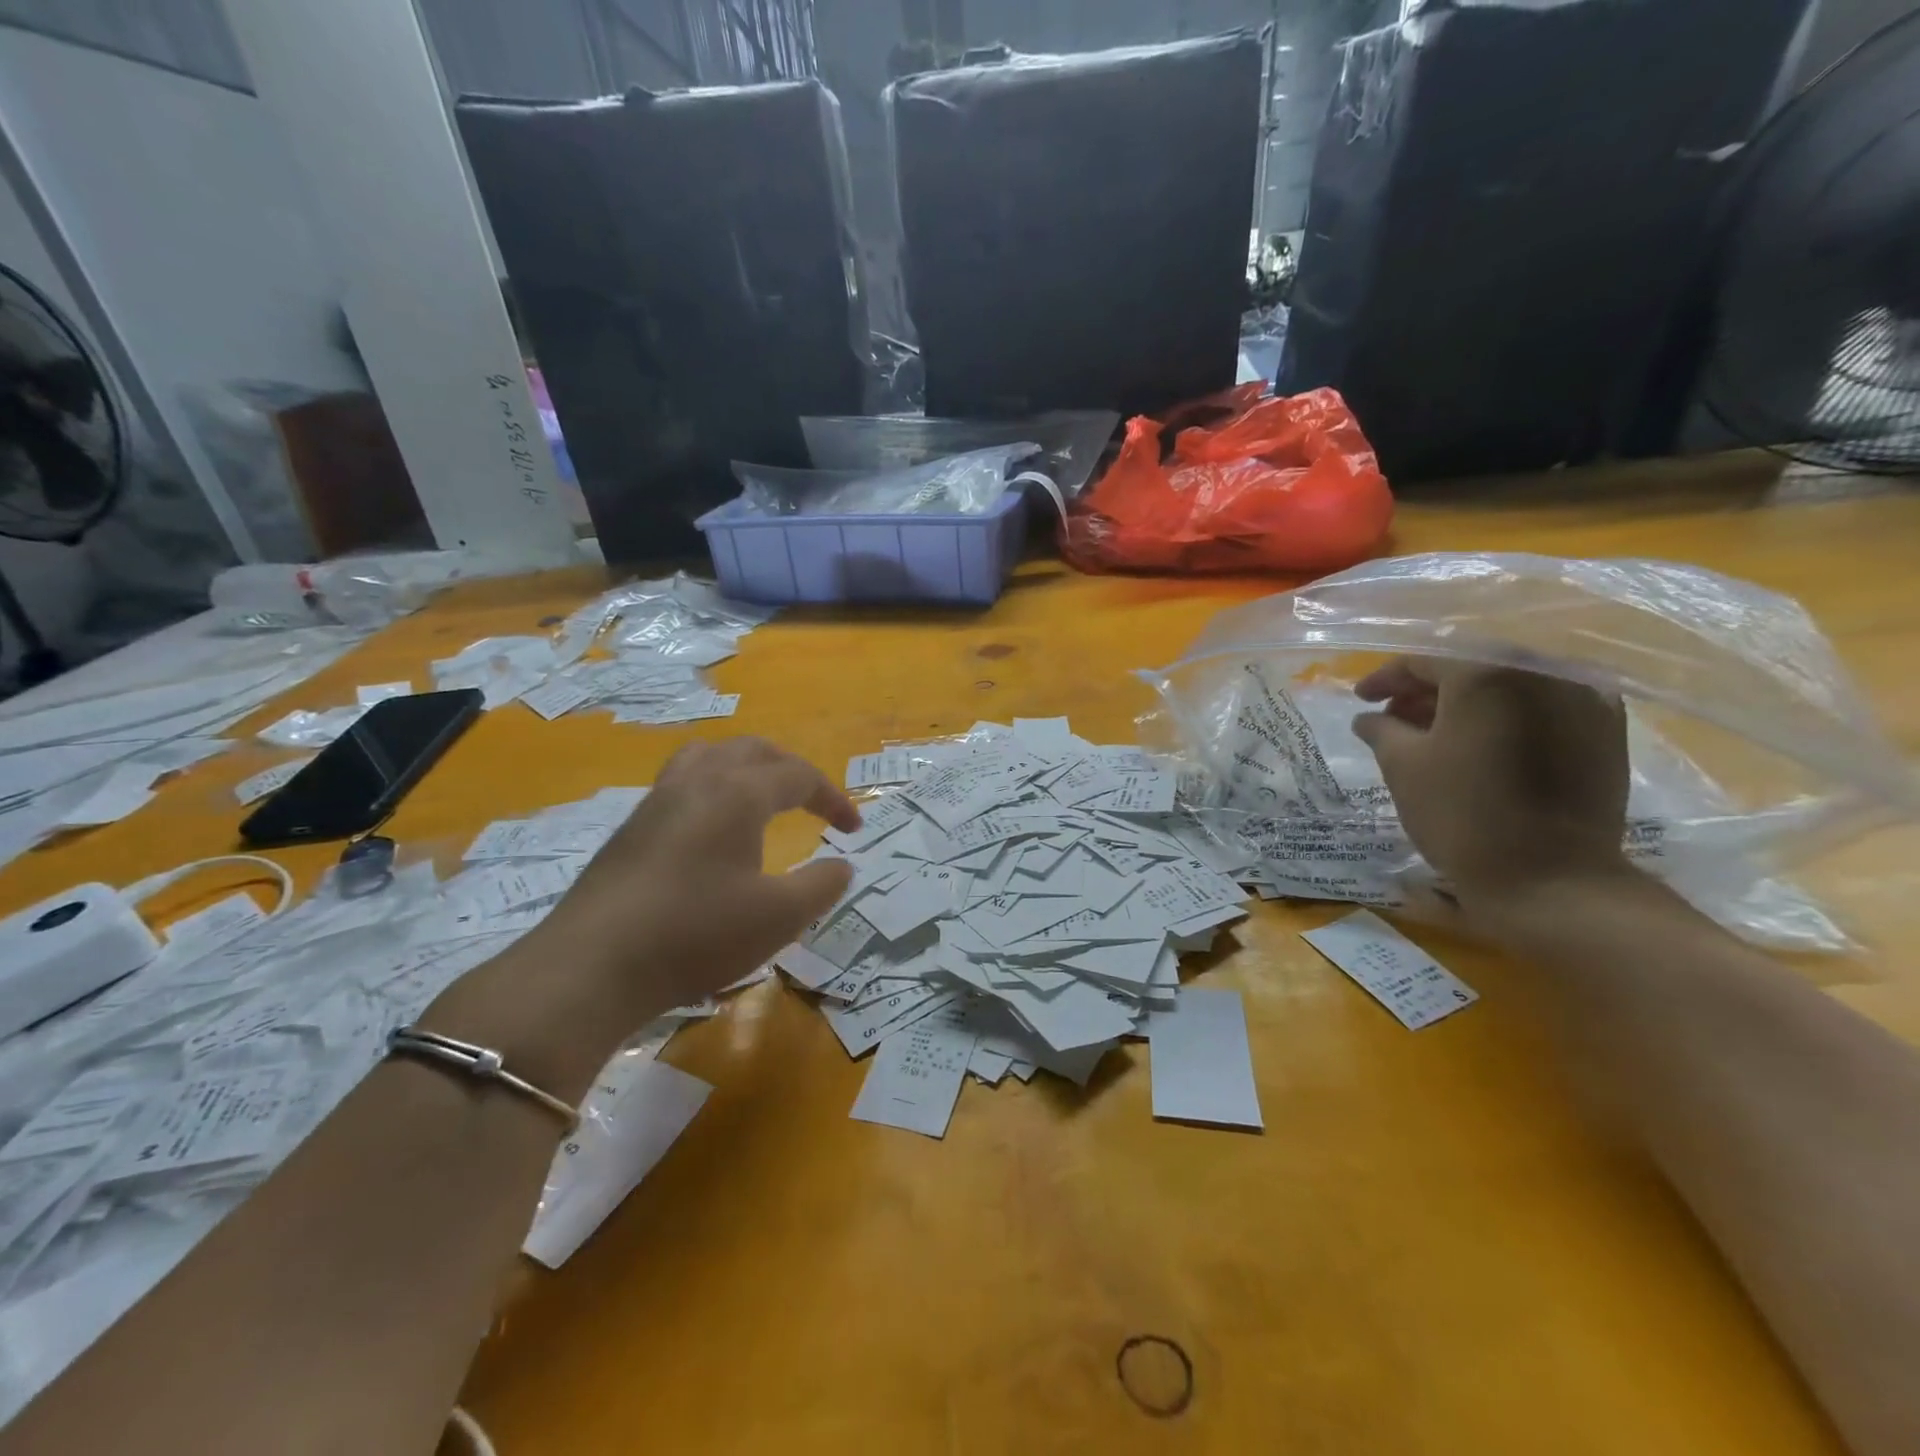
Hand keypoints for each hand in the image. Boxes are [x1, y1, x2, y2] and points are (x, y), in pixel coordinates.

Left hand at [539, 736, 860, 1012]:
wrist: (591, 967)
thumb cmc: (696, 934)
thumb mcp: (779, 917)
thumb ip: (821, 885)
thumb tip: (842, 865)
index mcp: (738, 793)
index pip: (798, 776)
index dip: (833, 798)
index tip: (854, 830)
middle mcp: (697, 781)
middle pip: (753, 750)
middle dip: (791, 770)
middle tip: (813, 803)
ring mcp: (657, 801)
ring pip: (709, 755)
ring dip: (745, 768)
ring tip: (760, 798)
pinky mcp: (630, 828)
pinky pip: (681, 782)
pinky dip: (712, 787)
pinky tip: (711, 830)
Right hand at [1351, 657, 1630, 911]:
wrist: (1551, 879)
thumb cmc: (1461, 814)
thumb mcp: (1402, 766)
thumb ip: (1381, 729)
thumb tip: (1368, 717)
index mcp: (1487, 672)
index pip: (1423, 661)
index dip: (1385, 679)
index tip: (1361, 700)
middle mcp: (1542, 670)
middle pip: (1471, 667)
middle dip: (1427, 690)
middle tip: (1395, 718)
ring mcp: (1584, 698)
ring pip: (1510, 685)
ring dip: (1468, 703)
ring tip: (1436, 734)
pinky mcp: (1607, 730)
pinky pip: (1545, 707)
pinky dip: (1509, 717)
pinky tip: (1485, 744)